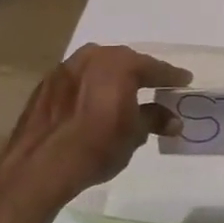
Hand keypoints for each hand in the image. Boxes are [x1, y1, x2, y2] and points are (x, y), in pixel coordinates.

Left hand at [0, 44, 191, 203]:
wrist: (39, 166)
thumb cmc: (96, 147)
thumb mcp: (134, 135)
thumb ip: (154, 119)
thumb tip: (172, 119)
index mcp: (120, 64)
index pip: (155, 67)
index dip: (172, 76)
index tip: (184, 81)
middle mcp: (94, 56)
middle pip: (125, 62)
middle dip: (141, 74)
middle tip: (155, 86)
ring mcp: (66, 67)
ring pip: (99, 67)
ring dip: (112, 78)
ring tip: (123, 94)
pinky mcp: (46, 83)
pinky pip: (78, 79)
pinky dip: (90, 87)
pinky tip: (92, 103)